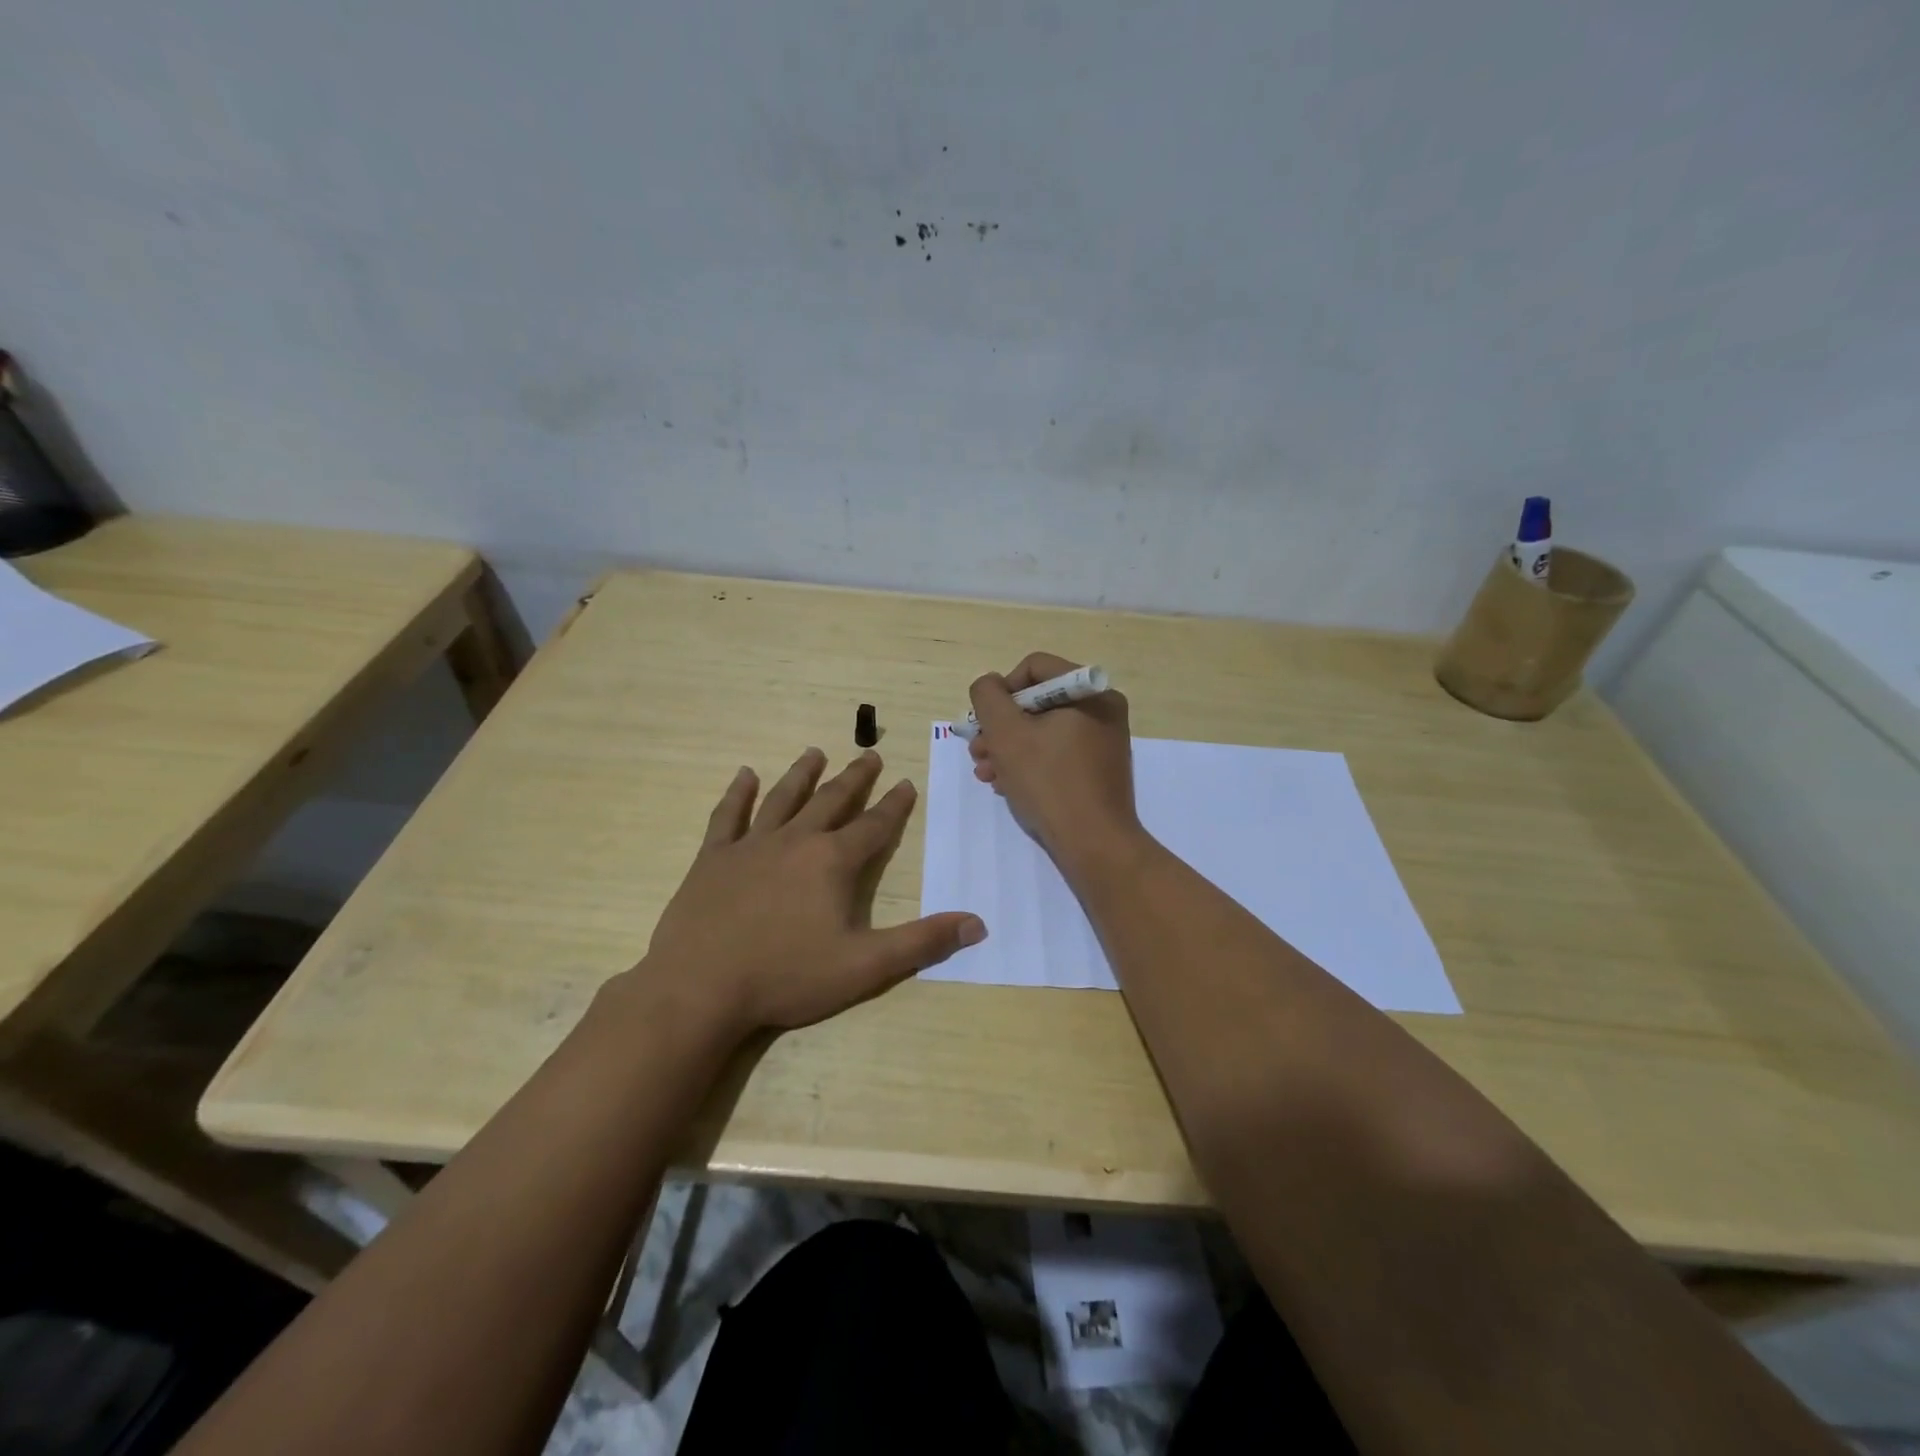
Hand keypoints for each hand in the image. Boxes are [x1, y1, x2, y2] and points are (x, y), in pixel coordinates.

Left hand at [630, 747, 986, 1038]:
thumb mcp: (864, 967)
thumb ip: (921, 942)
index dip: (894, 805)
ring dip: (802, 774)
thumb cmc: (786, 977)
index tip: (906, 782)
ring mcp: (750, 846)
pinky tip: (744, 775)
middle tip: (870, 754)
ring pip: (782, 798)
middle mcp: (795, 841)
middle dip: (855, 778)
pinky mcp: (712, 859)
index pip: (874, 826)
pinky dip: (737, 794)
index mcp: (832, 863)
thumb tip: (977, 924)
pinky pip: (727, 816)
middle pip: (831, 801)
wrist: (700, 988)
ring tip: (816, 752)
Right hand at [968, 652, 1141, 867]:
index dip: (1001, 691)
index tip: (985, 722)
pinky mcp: (1099, 770)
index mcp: (1090, 691)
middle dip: (1001, 727)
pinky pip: (1057, 753)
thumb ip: (988, 697)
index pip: (1034, 668)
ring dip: (1009, 748)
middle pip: (1037, 702)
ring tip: (986, 773)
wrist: (1094, 845)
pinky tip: (1007, 785)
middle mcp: (1103, 709)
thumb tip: (990, 685)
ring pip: (1043, 731)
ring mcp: (1103, 741)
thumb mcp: (1006, 733)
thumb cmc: (1049, 782)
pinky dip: (1030, 763)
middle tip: (977, 752)